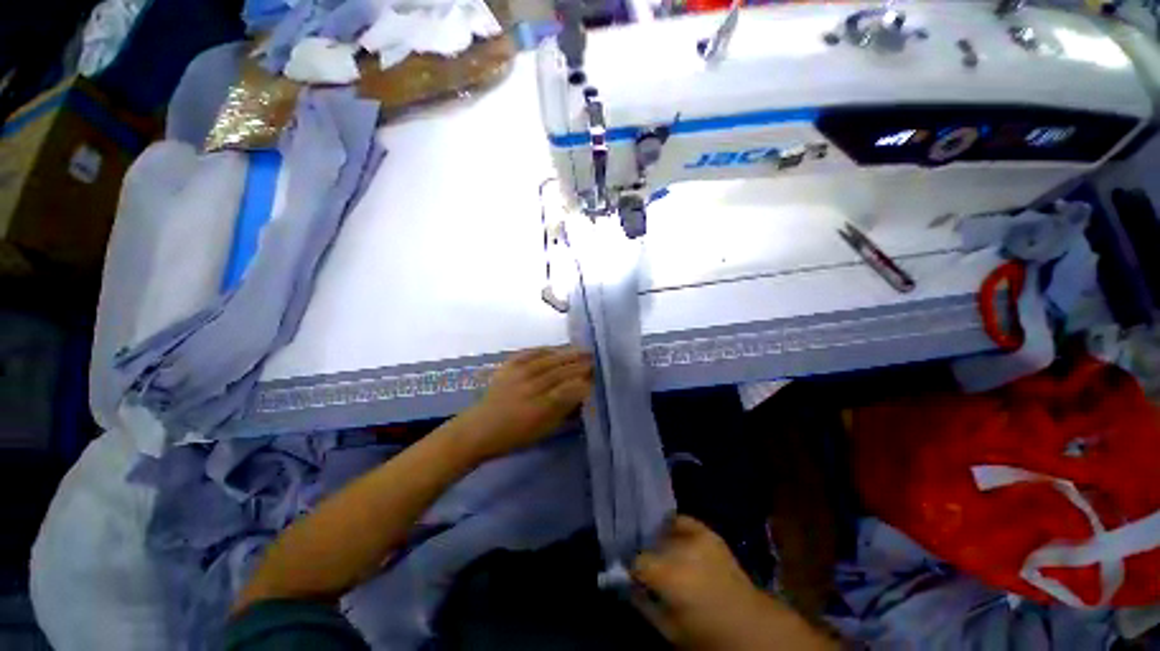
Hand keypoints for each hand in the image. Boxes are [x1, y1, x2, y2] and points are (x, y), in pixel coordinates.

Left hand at [461, 347, 592, 461]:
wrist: (479, 428)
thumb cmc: (514, 436)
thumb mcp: (544, 430)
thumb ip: (564, 410)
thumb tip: (582, 393)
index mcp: (540, 407)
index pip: (569, 389)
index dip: (584, 382)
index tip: (595, 377)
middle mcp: (531, 387)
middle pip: (560, 371)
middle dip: (579, 364)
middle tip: (593, 359)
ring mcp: (518, 373)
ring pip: (549, 359)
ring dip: (567, 353)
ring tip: (582, 350)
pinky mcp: (509, 366)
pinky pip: (530, 353)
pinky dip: (545, 349)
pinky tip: (555, 348)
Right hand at [632, 517, 834, 650]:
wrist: (751, 626)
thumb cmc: (706, 634)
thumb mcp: (668, 629)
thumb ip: (643, 603)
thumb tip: (628, 583)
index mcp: (668, 575)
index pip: (637, 561)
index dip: (634, 571)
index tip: (636, 578)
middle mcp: (680, 549)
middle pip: (651, 544)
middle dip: (649, 556)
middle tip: (653, 571)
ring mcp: (697, 536)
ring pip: (665, 531)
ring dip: (662, 543)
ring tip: (667, 556)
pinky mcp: (709, 532)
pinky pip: (683, 520)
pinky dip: (676, 528)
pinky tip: (677, 539)